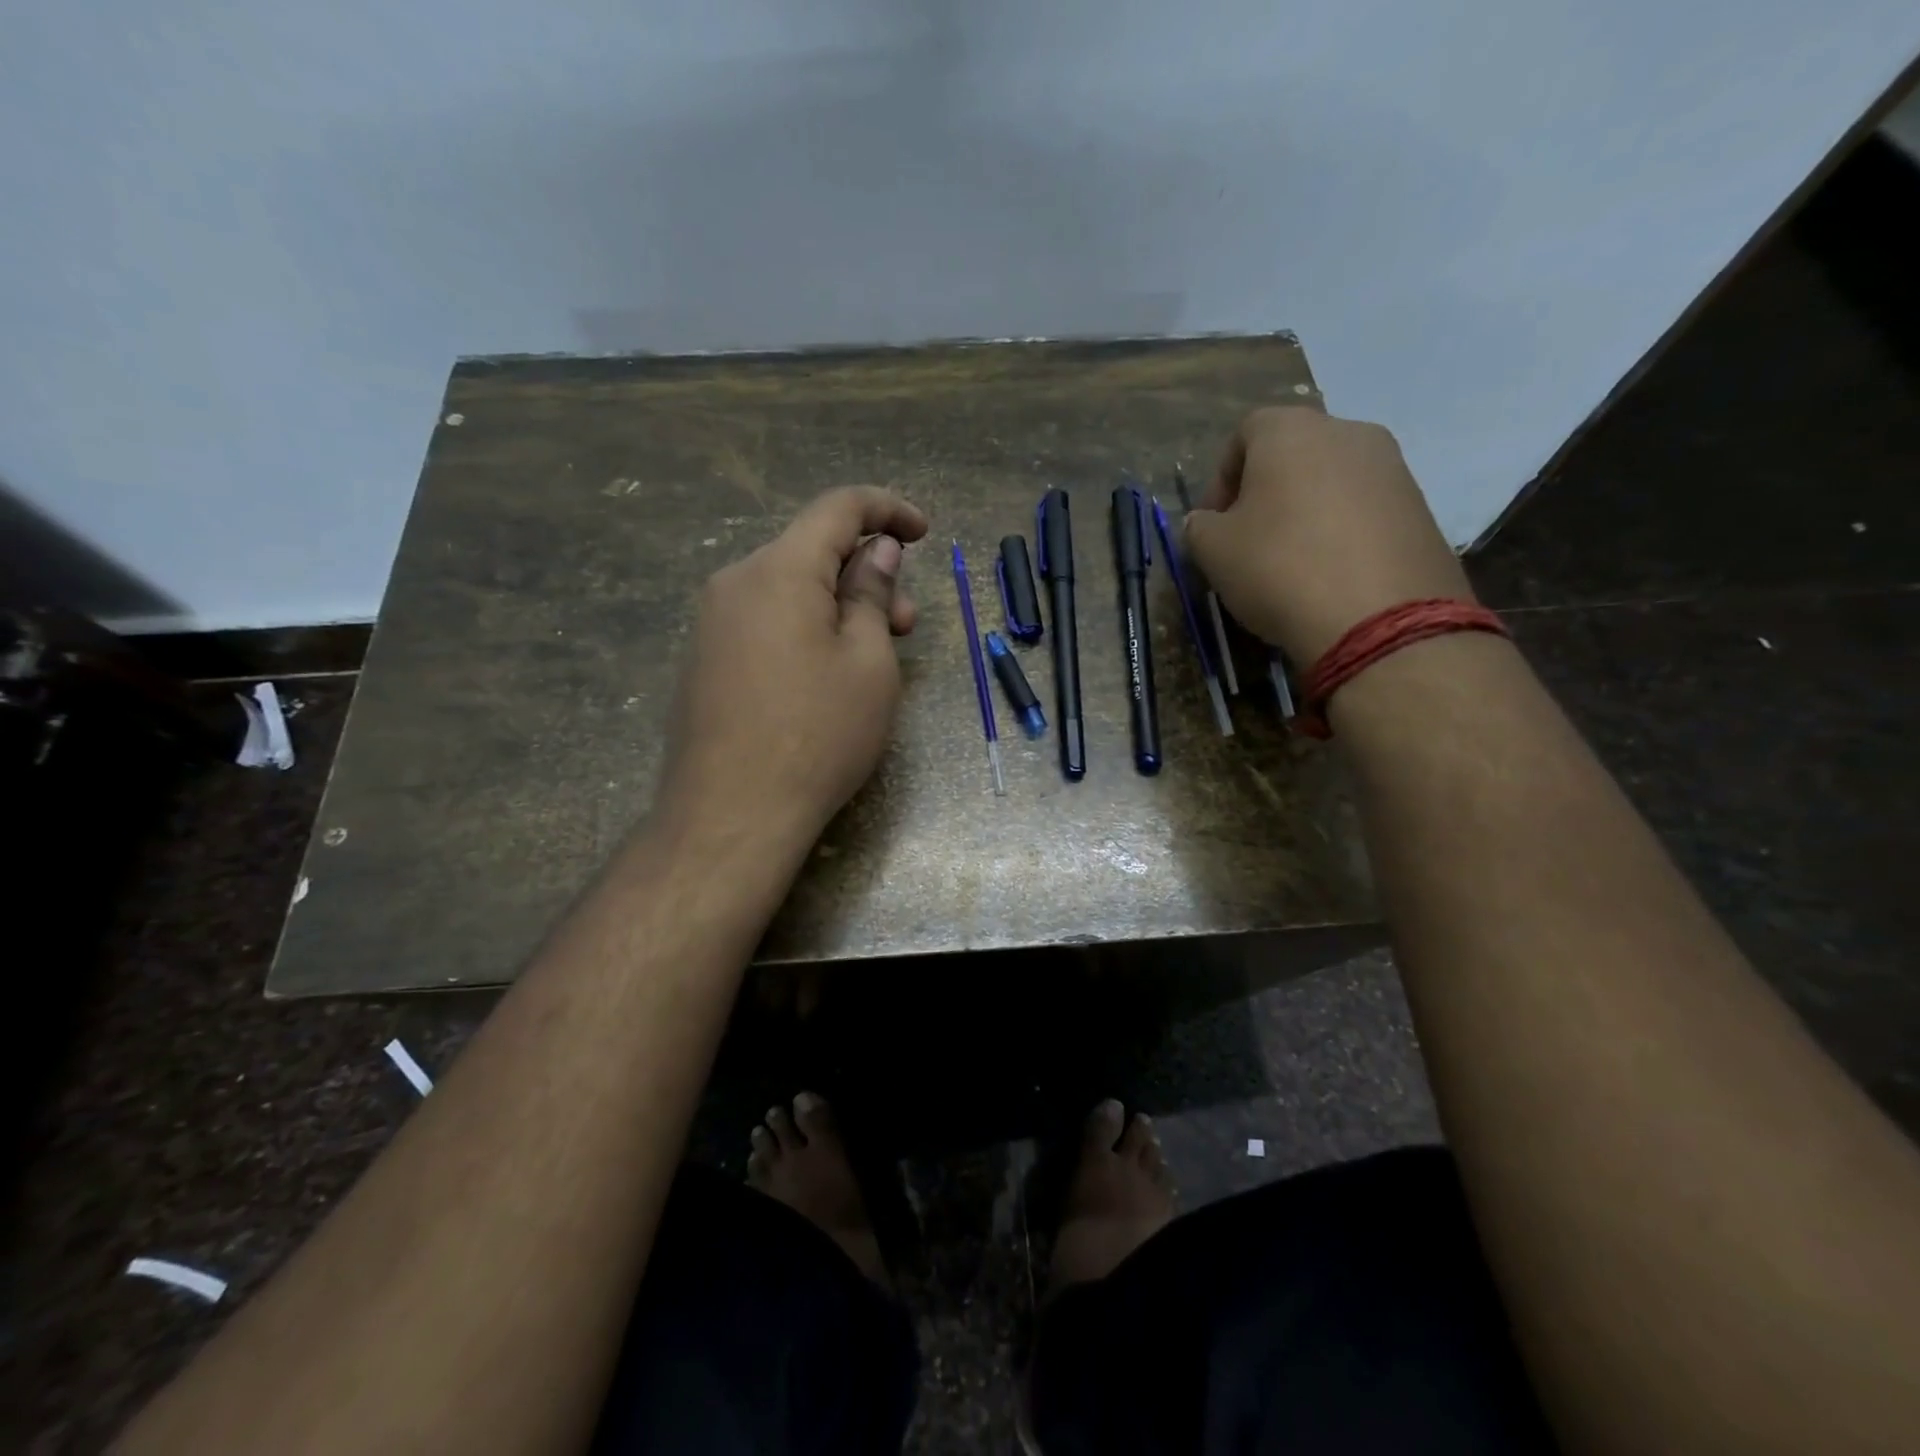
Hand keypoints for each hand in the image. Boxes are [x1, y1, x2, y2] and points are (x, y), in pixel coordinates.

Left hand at [653, 486, 928, 852]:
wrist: (730, 815)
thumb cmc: (818, 735)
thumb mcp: (868, 663)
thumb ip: (872, 594)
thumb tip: (876, 549)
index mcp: (779, 570)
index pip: (838, 508)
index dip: (888, 509)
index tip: (924, 533)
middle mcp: (735, 582)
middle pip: (811, 551)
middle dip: (867, 573)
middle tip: (905, 625)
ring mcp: (712, 623)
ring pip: (788, 589)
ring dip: (838, 606)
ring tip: (871, 658)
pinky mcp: (704, 660)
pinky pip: (765, 621)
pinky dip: (805, 629)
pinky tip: (824, 676)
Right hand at [1183, 408, 1475, 665]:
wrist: (1379, 618)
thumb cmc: (1279, 568)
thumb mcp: (1213, 552)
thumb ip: (1199, 527)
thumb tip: (1207, 522)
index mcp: (1291, 431)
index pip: (1244, 433)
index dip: (1221, 479)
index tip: (1213, 524)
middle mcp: (1348, 432)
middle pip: (1293, 454)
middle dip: (1265, 493)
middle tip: (1249, 542)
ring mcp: (1393, 467)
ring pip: (1332, 481)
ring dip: (1305, 512)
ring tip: (1291, 563)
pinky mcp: (1421, 507)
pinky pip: (1365, 510)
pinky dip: (1341, 533)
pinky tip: (1330, 575)